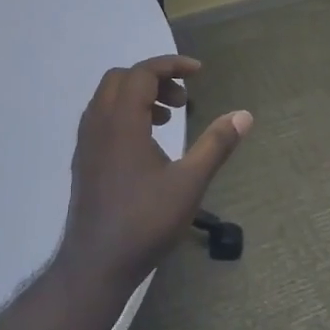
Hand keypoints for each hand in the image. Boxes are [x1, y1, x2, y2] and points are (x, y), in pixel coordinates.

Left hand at [59, 55, 252, 286]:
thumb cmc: (145, 222)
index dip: (171, 65)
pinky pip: (102, 119)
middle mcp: (98, 125)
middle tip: (183, 99)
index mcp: (121, 123)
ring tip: (168, 118)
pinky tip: (148, 143)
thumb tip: (244, 115)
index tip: (199, 72)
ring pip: (108, 98)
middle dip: (154, 78)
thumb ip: (216, 144)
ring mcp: (86, 144)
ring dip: (139, 95)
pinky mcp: (85, 161)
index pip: (142, 73)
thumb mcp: (190, 183)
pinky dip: (125, 114)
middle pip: (121, 79)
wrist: (96, 264)